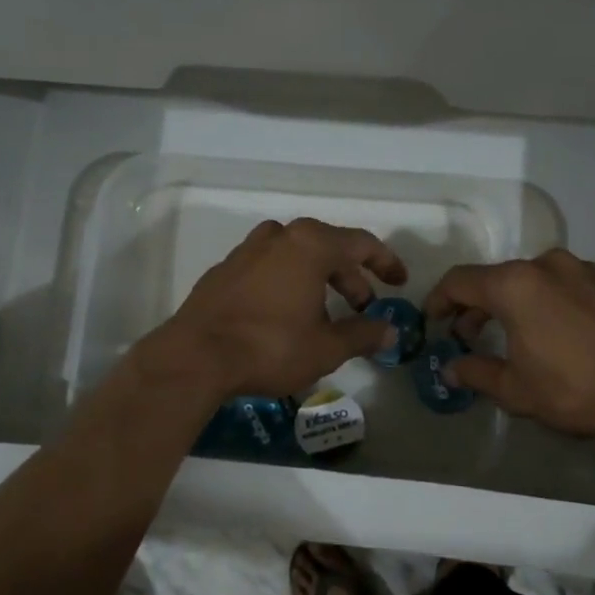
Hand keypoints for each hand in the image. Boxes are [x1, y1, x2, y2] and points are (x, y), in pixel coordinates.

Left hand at [157, 218, 406, 399]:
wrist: (195, 356)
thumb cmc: (270, 346)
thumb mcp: (326, 347)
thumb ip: (363, 335)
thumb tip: (390, 332)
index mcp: (310, 245)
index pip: (360, 243)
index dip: (385, 262)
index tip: (399, 282)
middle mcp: (279, 237)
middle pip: (327, 247)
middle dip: (350, 276)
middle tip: (363, 306)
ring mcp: (247, 250)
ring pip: (295, 254)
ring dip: (317, 277)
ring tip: (324, 309)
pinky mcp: (224, 270)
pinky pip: (268, 266)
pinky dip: (287, 281)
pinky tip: (284, 313)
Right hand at [425, 249, 594, 443]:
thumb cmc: (578, 389)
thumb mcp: (518, 390)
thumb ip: (477, 373)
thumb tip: (450, 369)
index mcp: (514, 285)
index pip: (460, 281)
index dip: (439, 299)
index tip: (434, 320)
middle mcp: (546, 264)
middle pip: (497, 278)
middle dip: (478, 305)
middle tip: (471, 336)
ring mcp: (584, 268)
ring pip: (534, 279)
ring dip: (516, 302)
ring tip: (518, 334)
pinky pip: (569, 284)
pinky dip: (552, 301)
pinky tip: (562, 332)